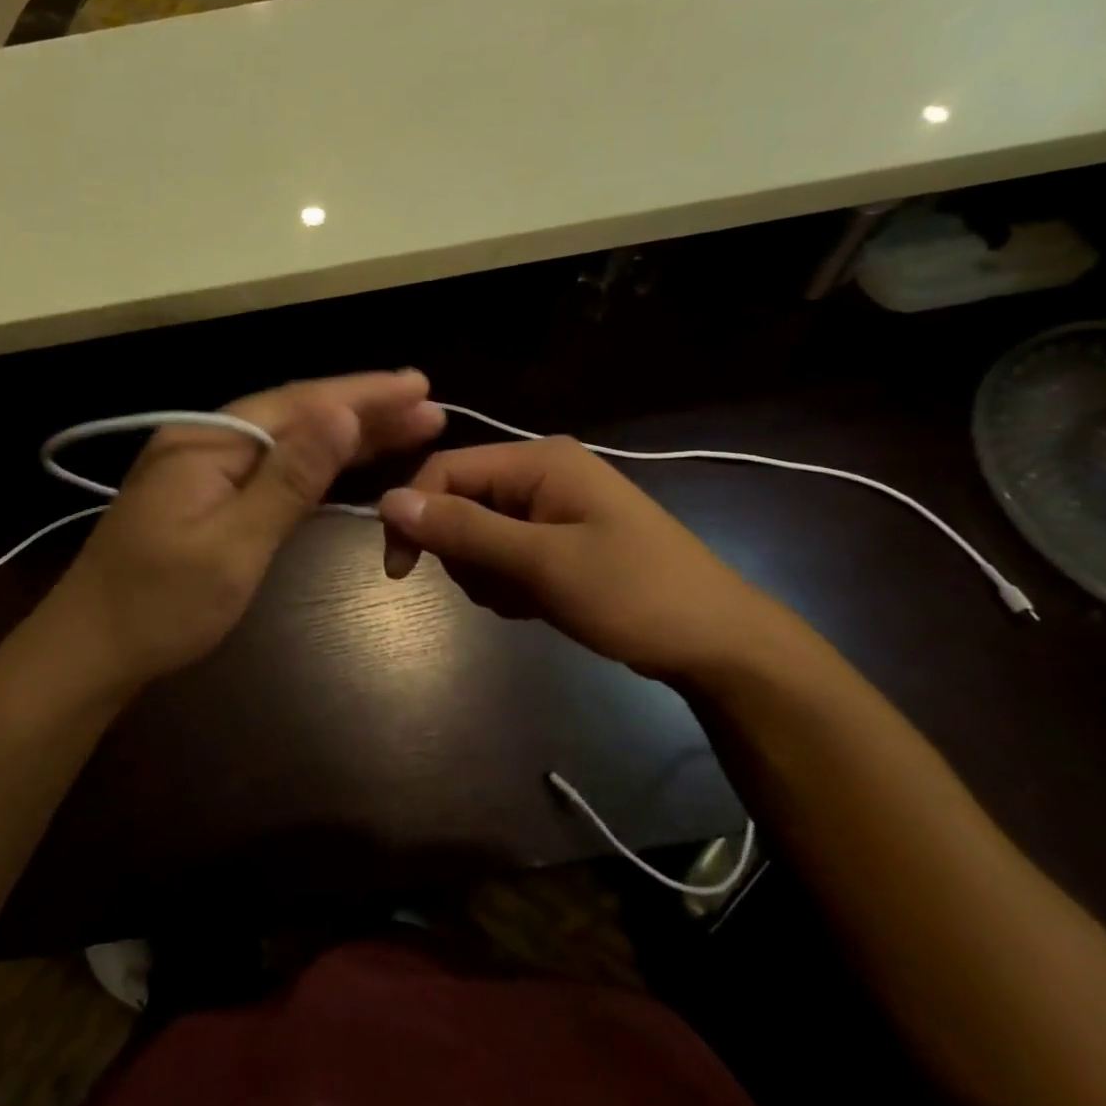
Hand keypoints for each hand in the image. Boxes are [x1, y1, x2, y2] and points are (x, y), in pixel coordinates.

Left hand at [51, 371, 445, 685]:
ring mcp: (203, 468)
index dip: (362, 394)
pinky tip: (345, 463)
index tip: (418, 386)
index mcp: (207, 440)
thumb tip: (342, 414)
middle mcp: (205, 440)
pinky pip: (271, 469)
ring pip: (286, 441)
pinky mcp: (205, 497)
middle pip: (295, 415)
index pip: (298, 403)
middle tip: (427, 406)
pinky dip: (313, 465)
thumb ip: (290, 478)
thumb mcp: (234, 544)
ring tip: (405, 428)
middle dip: (362, 410)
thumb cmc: (161, 605)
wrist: (91, 650)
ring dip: (343, 436)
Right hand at [378, 437, 795, 683]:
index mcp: (538, 461)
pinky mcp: (558, 540)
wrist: (717, 644)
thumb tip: (388, 502)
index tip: (400, 570)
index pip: (446, 471)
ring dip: (487, 576)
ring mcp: (551, 508)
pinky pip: (503, 556)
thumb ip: (464, 530)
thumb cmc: (633, 594)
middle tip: (499, 589)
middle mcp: (540, 474)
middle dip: (464, 554)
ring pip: (477, 536)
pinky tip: (538, 604)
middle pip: (459, 504)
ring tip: (528, 600)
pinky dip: (508, 584)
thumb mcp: (542, 562)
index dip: (414, 515)